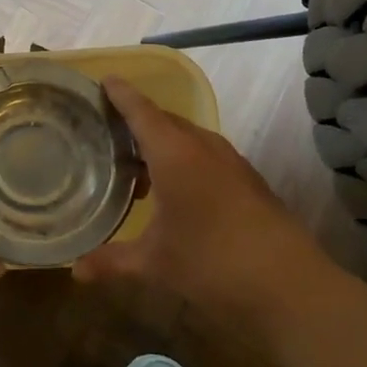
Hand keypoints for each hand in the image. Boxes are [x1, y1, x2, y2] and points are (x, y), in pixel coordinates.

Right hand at [72, 77, 332, 327]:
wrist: (291, 285)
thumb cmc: (212, 262)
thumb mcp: (155, 263)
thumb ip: (112, 261)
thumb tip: (75, 271)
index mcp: (174, 152)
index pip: (140, 110)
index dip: (120, 94)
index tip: (102, 80)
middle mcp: (202, 146)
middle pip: (163, 120)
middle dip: (136, 121)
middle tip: (106, 131)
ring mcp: (230, 161)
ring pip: (187, 138)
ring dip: (161, 144)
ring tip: (134, 168)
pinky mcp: (248, 179)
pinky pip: (205, 154)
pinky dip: (183, 160)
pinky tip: (173, 192)